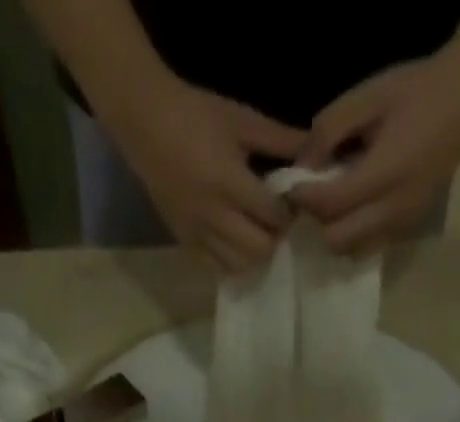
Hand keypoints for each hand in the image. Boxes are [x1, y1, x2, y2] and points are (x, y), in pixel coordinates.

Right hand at [101, 79, 305, 273]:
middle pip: (259, 248)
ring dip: (254, 253)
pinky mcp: (185, 242)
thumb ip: (279, 139)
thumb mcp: (241, 120)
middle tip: (276, 220)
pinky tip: (236, 243)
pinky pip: (215, 267)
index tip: (292, 201)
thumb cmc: (196, 116)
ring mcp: (198, 233)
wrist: (147, 125)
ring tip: (257, 232)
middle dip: (274, 236)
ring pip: (238, 264)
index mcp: (230, 182)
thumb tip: (313, 153)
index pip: (272, 214)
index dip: (289, 212)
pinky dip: (232, 261)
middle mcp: (214, 216)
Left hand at [290, 51, 459, 256]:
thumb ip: (330, 129)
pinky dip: (354, 237)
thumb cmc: (419, 91)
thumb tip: (301, 165)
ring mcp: (403, 223)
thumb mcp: (370, 95)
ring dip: (335, 233)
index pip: (330, 203)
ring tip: (335, 204)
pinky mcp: (408, 229)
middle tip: (315, 195)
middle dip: (318, 220)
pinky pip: (369, 247)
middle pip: (336, 239)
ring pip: (351, 251)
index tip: (294, 184)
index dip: (304, 197)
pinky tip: (354, 211)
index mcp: (385, 173)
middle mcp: (394, 208)